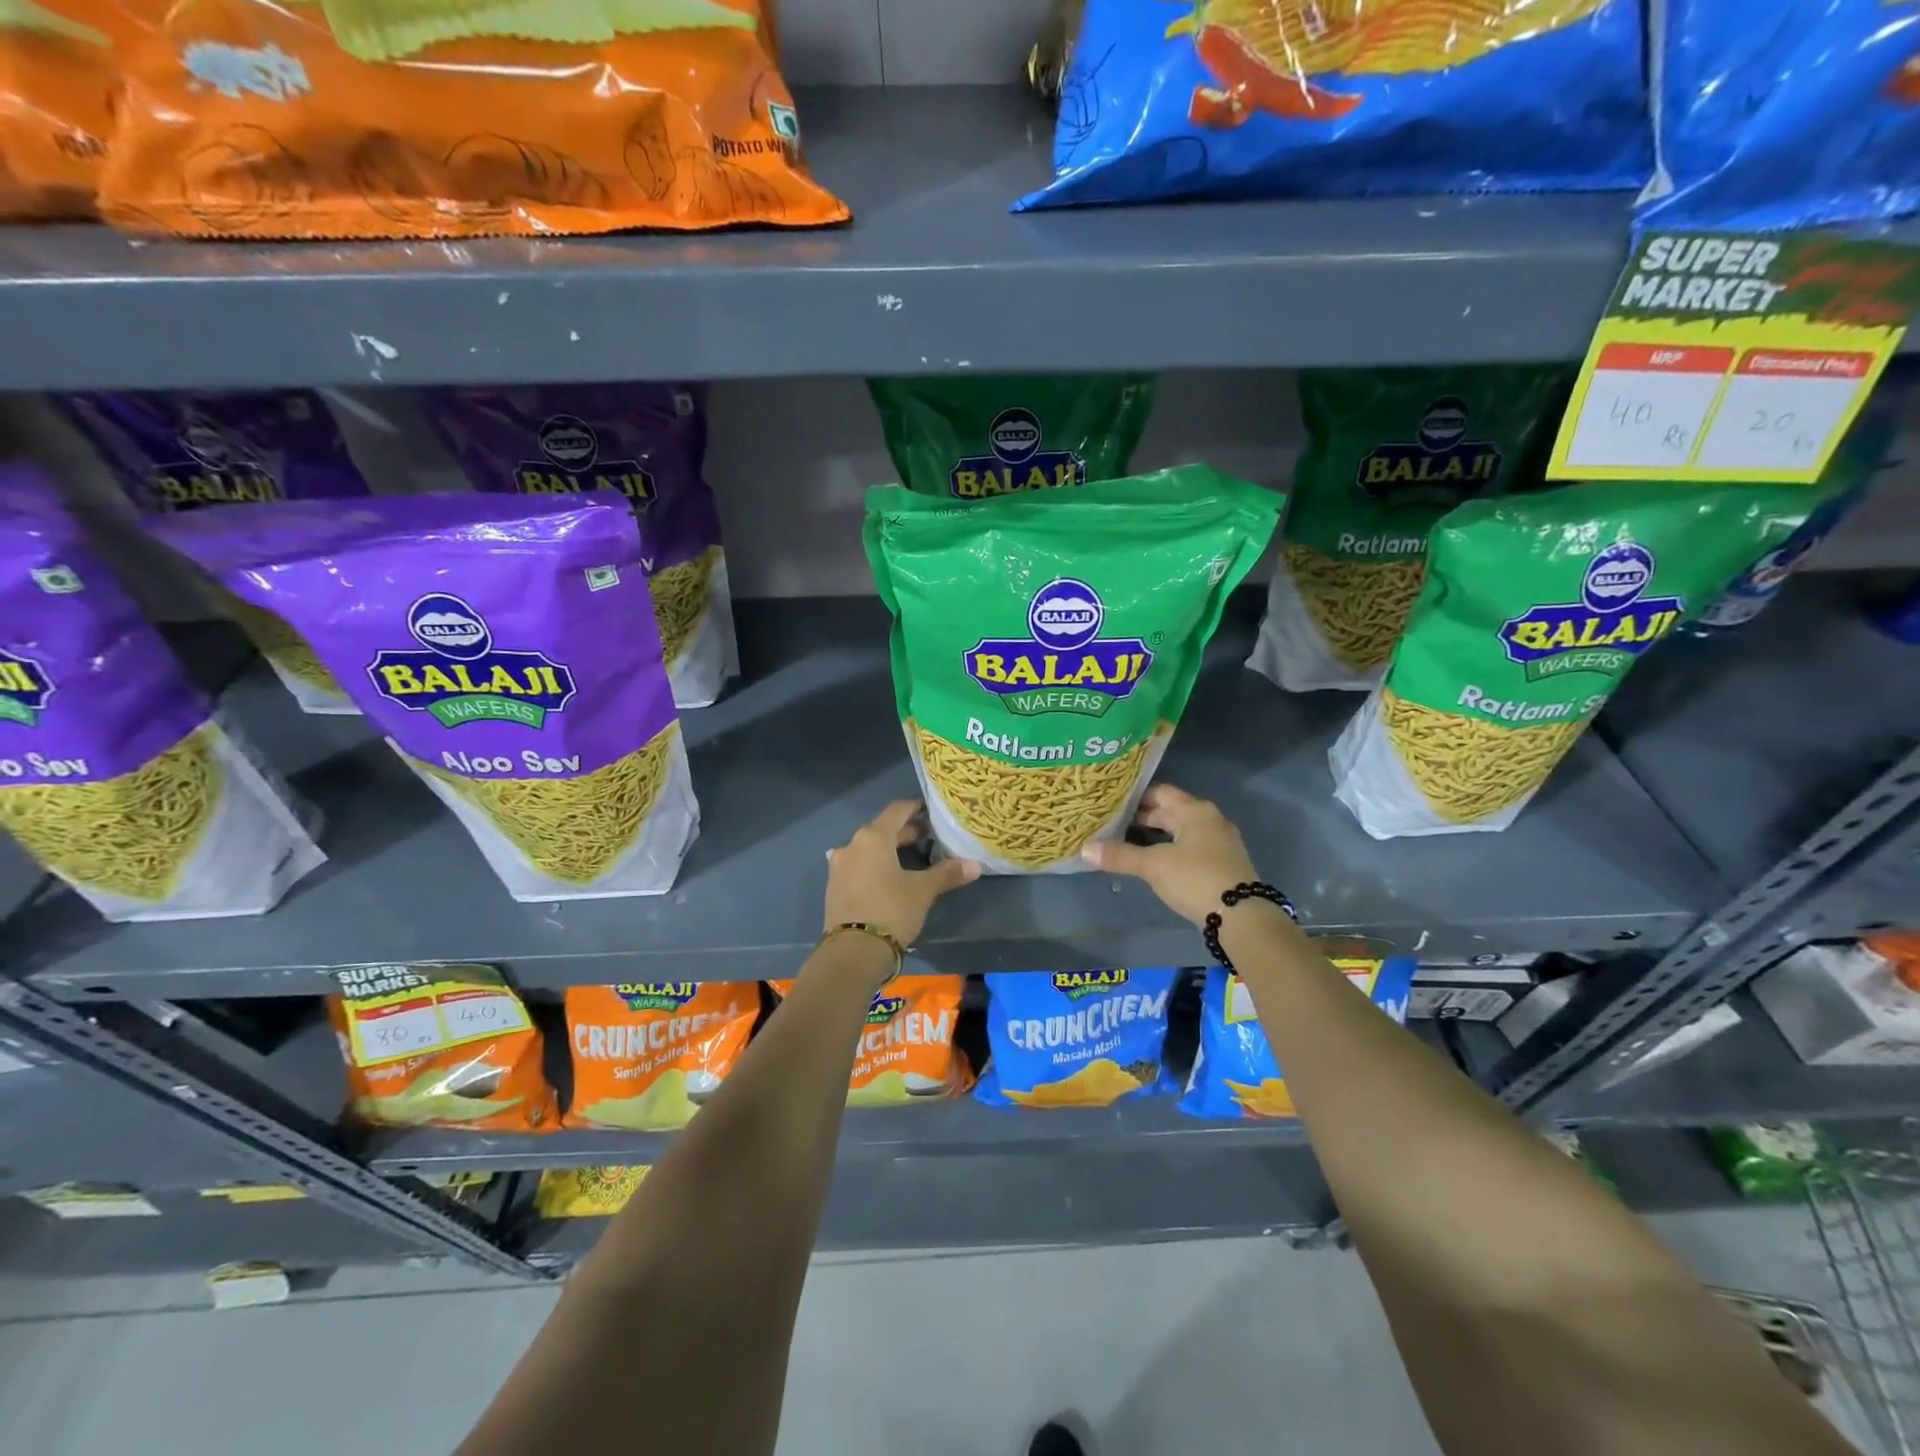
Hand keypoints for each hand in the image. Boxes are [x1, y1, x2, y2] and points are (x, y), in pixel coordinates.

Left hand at [824, 800, 979, 946]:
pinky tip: (886, 876)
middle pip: (882, 830)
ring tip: (912, 858)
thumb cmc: (891, 910)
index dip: (915, 807)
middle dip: (906, 832)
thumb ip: (947, 873)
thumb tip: (975, 865)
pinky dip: (875, 866)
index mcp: (873, 837)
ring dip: (889, 850)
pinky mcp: (835, 887)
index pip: (897, 810)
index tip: (931, 809)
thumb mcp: (923, 891)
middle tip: (930, 837)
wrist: (852, 952)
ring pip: (869, 849)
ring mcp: (840, 866)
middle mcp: (852, 845)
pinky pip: (858, 866)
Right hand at [1081, 783, 1257, 926]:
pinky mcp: (1223, 864)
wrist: (1242, 917)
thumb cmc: (1195, 878)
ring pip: (1181, 831)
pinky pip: (1191, 847)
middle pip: (1171, 811)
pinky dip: (1171, 849)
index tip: (1112, 803)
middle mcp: (1210, 820)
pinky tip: (1155, 862)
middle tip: (1114, 823)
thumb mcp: (1153, 866)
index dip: (1135, 797)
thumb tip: (1085, 849)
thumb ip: (1120, 856)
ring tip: (1129, 841)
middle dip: (1144, 817)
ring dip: (1158, 835)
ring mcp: (1220, 842)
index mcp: (1195, 811)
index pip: (1160, 792)